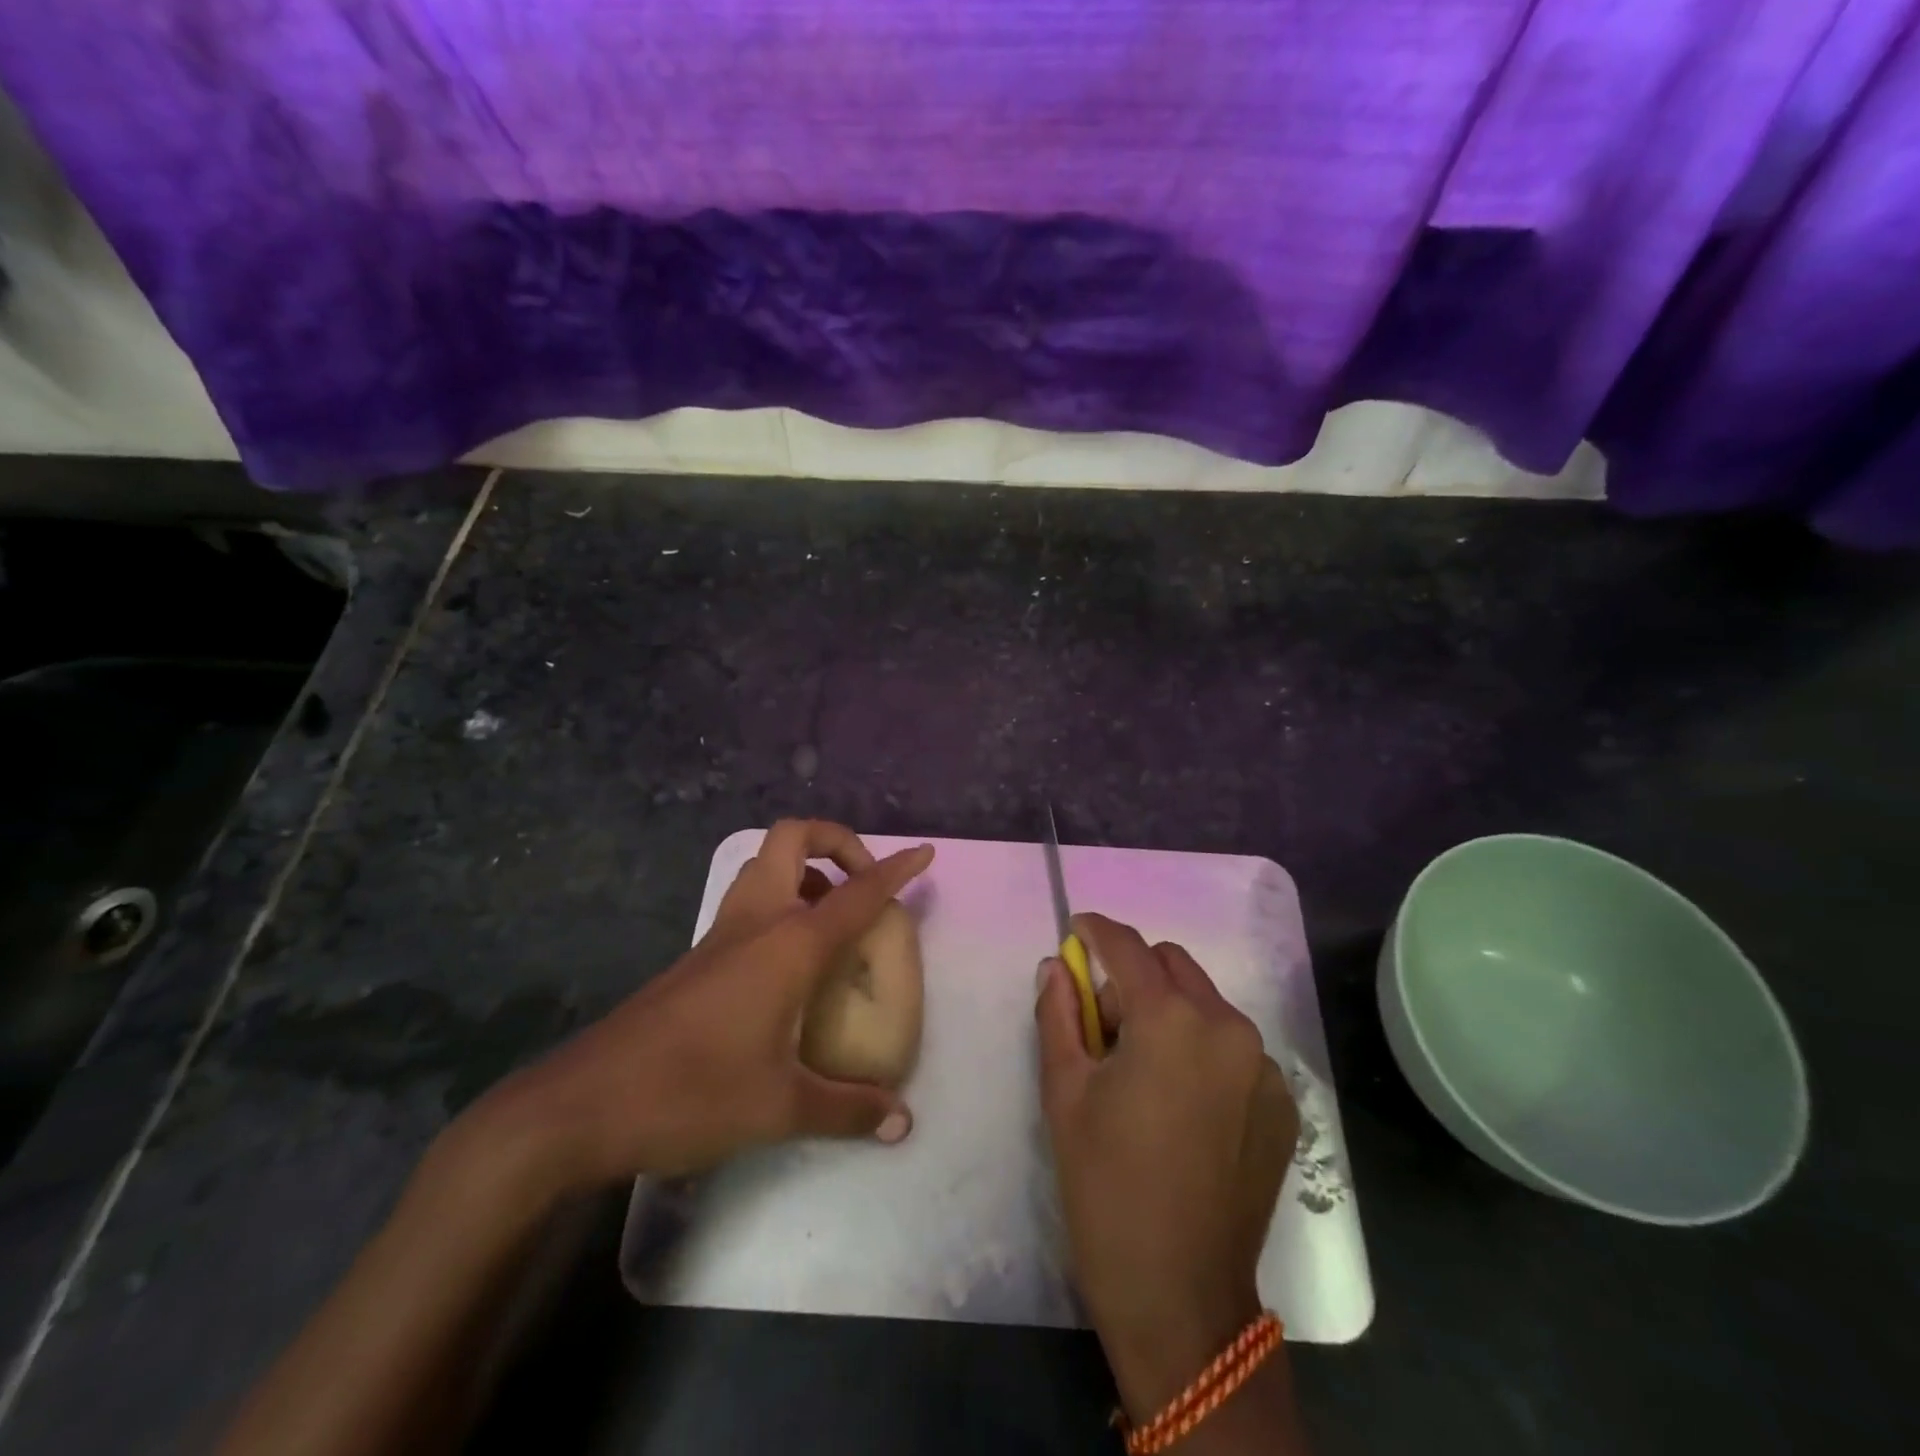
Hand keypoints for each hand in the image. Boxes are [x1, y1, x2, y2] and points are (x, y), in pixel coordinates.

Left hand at [488, 820, 934, 1190]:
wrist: (583, 1104)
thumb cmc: (692, 1093)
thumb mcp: (781, 1108)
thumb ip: (849, 1109)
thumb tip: (902, 1121)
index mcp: (788, 944)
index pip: (856, 892)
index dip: (896, 868)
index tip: (924, 853)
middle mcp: (757, 921)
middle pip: (795, 837)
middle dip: (838, 841)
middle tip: (864, 881)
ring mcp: (722, 933)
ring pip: (766, 863)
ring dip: (807, 868)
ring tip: (834, 913)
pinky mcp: (700, 954)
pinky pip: (751, 898)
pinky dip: (782, 899)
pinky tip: (792, 958)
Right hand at [1035, 913, 1299, 1420]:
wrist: (1180, 1295)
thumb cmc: (1105, 1187)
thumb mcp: (1064, 1092)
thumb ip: (1058, 1014)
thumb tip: (1057, 966)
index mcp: (1171, 1020)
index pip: (1128, 948)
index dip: (1097, 931)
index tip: (1076, 929)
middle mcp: (1227, 1026)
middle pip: (1172, 965)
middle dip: (1133, 974)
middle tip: (1102, 1024)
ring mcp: (1262, 1066)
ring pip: (1205, 1002)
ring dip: (1167, 1010)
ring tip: (1140, 1069)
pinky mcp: (1281, 1102)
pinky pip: (1232, 1046)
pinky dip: (1200, 1048)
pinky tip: (1179, 1102)